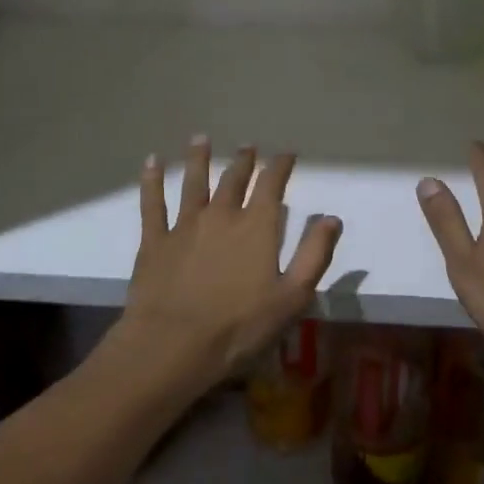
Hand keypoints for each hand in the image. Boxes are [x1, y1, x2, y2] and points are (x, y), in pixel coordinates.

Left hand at [119, 136, 341, 391]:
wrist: (173, 345)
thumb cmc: (239, 327)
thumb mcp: (292, 297)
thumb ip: (314, 254)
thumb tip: (331, 218)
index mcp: (257, 227)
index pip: (272, 185)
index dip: (280, 166)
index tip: (287, 154)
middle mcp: (222, 215)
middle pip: (234, 179)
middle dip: (244, 161)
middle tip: (248, 146)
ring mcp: (185, 225)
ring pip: (194, 182)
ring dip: (199, 159)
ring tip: (201, 139)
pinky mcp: (155, 240)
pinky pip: (153, 203)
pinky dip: (152, 180)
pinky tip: (152, 162)